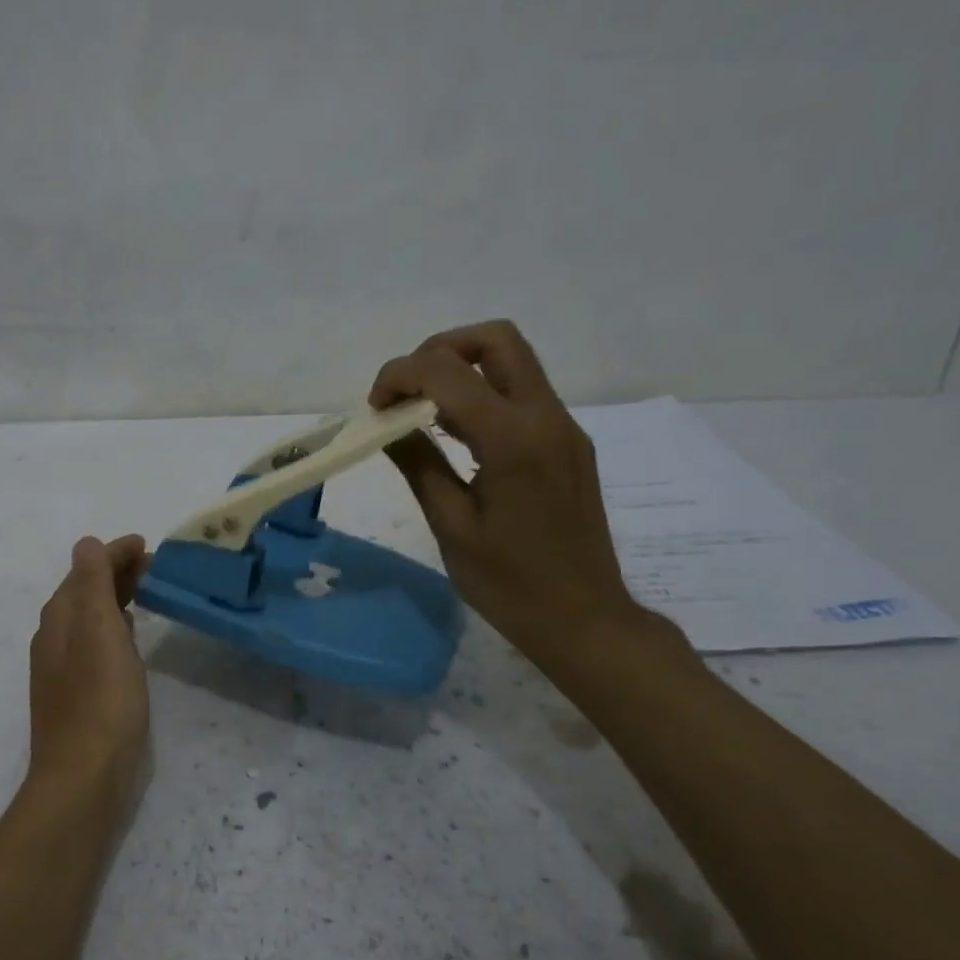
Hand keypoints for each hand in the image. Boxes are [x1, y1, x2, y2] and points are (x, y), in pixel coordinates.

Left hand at [28, 535, 151, 808]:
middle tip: (154, 565)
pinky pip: (95, 643)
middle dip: (115, 572)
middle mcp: (55, 639)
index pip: (85, 570)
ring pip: (90, 618)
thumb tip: (86, 543)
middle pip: (84, 592)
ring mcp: (63, 669)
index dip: (113, 553)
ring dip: (115, 598)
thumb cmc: (100, 700)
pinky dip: (114, 627)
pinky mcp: (78, 693)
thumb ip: (92, 584)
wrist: (84, 777)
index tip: (146, 544)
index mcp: (60, 619)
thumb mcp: (99, 632)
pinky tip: (130, 637)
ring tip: (147, 592)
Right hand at [370, 321, 646, 663]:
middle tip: (405, 392)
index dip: (400, 375)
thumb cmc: (509, 583)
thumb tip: (386, 423)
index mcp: (513, 439)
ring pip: (513, 362)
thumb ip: (418, 463)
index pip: (447, 370)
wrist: (585, 619)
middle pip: (496, 340)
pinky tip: (457, 438)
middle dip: (439, 351)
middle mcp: (546, 418)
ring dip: (462, 370)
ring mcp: (564, 428)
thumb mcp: (451, 525)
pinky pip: (523, 396)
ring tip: (423, 414)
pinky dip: (483, 396)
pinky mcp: (569, 444)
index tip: (374, 408)